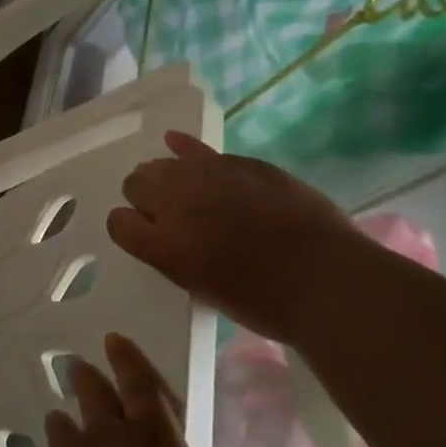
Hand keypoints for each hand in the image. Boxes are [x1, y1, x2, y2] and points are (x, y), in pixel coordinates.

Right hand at [106, 131, 361, 340]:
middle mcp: (176, 204)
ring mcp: (207, 176)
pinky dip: (185, 149)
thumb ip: (177, 258)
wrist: (326, 280)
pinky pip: (197, 148)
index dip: (128, 226)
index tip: (143, 233)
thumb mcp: (205, 290)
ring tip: (180, 187)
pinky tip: (176, 143)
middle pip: (135, 184)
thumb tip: (168, 239)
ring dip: (165, 175)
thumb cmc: (266, 303)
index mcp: (165, 247)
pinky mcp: (238, 162)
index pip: (118, 223)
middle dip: (143, 197)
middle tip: (165, 213)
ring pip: (163, 163)